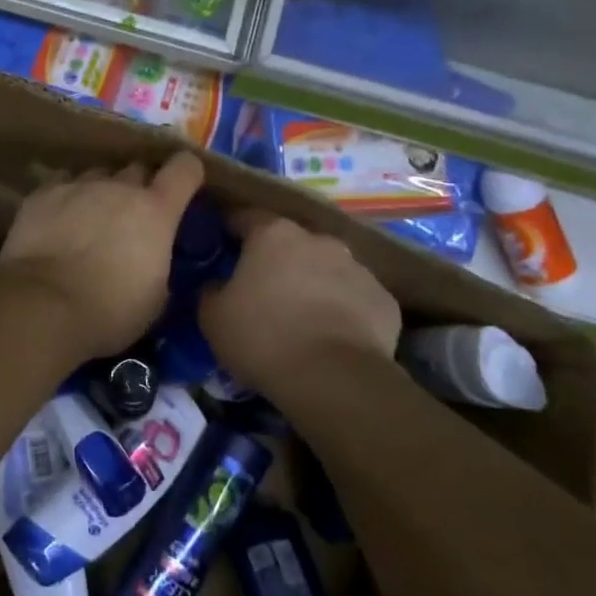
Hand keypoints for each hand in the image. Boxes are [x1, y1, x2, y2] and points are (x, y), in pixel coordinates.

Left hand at [0, 151, 204, 359]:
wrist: (44, 306)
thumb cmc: (109, 311)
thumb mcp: (155, 298)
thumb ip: (160, 264)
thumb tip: (153, 259)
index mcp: (156, 210)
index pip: (185, 168)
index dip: (187, 174)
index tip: (183, 187)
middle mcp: (119, 187)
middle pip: (137, 170)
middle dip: (138, 188)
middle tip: (131, 217)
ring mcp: (78, 186)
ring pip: (97, 175)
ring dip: (100, 192)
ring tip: (90, 219)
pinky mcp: (42, 194)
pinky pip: (62, 183)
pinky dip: (65, 197)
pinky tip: (58, 218)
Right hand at [199, 211, 401, 389]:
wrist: (334, 378)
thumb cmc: (263, 337)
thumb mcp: (212, 317)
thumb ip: (211, 290)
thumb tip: (217, 284)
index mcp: (273, 235)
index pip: (246, 217)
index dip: (232, 229)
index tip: (223, 244)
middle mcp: (318, 240)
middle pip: (291, 242)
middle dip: (277, 259)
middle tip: (263, 288)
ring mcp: (357, 268)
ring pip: (326, 268)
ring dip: (313, 282)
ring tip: (301, 315)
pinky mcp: (383, 300)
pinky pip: (354, 298)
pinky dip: (343, 309)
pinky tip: (333, 336)